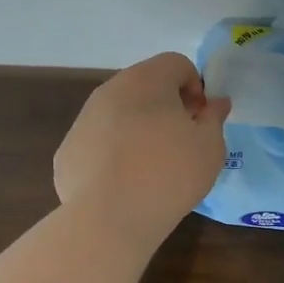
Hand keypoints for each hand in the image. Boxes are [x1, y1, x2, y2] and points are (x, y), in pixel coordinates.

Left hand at [54, 52, 231, 243]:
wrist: (109, 219)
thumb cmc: (169, 174)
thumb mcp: (210, 147)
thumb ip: (214, 118)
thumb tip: (215, 103)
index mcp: (147, 80)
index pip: (177, 63)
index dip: (195, 87)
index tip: (200, 120)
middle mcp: (110, 90)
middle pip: (145, 85)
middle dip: (166, 106)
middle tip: (181, 141)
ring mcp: (83, 120)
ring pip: (118, 113)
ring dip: (137, 128)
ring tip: (151, 166)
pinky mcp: (67, 151)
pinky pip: (98, 142)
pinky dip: (112, 154)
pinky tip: (123, 184)